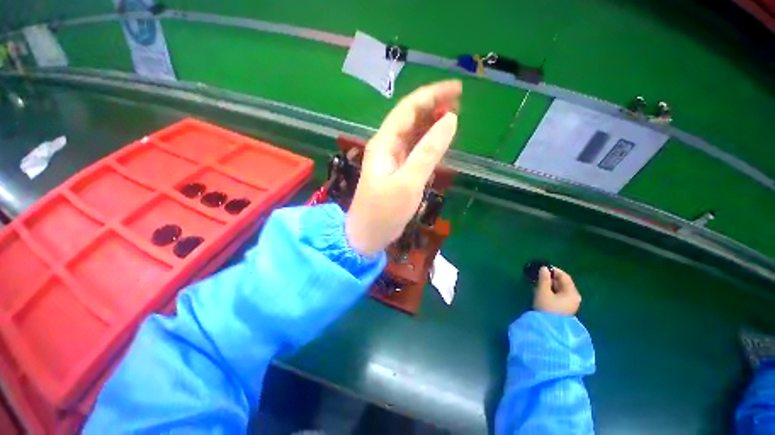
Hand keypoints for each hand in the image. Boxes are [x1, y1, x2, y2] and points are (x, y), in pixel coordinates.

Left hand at [346, 80, 461, 255]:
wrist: (367, 235)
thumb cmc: (384, 212)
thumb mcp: (408, 182)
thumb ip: (428, 152)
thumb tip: (450, 119)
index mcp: (384, 143)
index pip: (408, 109)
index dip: (431, 95)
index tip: (457, 89)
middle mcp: (386, 146)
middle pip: (410, 118)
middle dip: (433, 106)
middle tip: (459, 102)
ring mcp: (391, 160)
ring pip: (413, 134)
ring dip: (431, 124)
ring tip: (453, 117)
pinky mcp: (397, 172)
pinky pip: (414, 151)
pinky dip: (428, 143)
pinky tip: (440, 142)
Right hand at [533, 267, 581, 315]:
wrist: (548, 328)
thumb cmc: (547, 308)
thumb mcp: (543, 291)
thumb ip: (543, 278)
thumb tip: (543, 268)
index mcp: (572, 293)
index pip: (565, 277)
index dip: (554, 270)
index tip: (542, 267)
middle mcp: (574, 297)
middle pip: (562, 283)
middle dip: (550, 278)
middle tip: (538, 275)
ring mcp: (570, 303)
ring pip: (559, 289)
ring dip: (549, 285)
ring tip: (537, 283)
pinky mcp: (564, 308)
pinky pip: (558, 295)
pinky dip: (550, 291)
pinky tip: (541, 291)